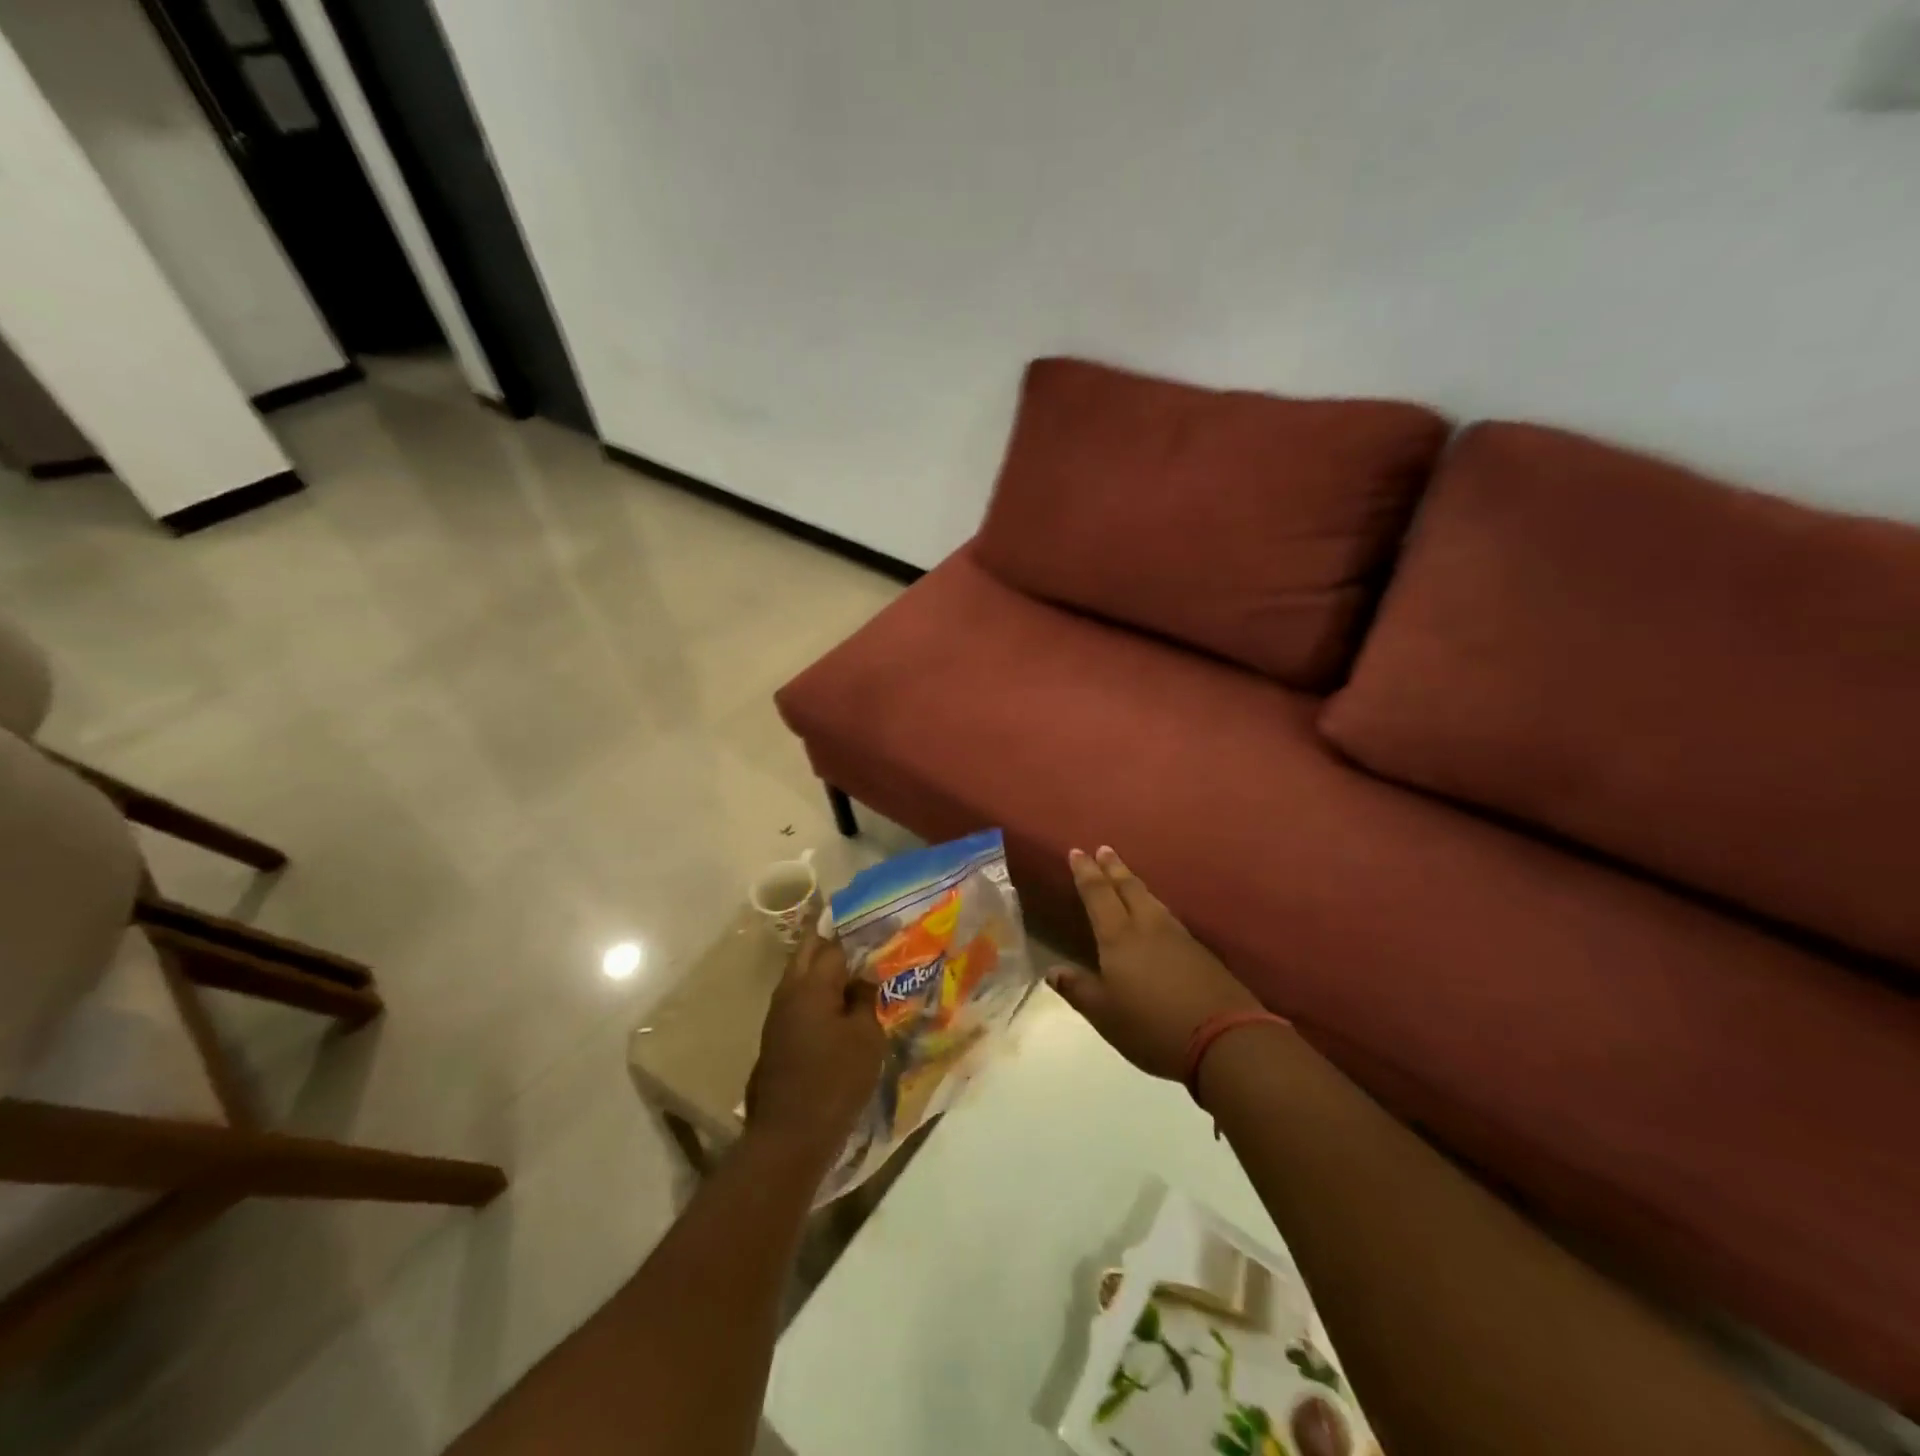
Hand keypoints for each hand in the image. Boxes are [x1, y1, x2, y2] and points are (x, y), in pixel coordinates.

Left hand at [745, 927, 885, 1164]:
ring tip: (857, 974)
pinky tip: (840, 1007)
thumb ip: (865, 999)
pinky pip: (799, 1000)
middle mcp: (788, 991)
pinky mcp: (776, 1037)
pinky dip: (818, 994)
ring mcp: (777, 1015)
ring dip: (825, 970)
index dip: (858, 937)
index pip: (834, 945)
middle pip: (809, 952)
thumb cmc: (835, 1081)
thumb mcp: (866, 1038)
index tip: (881, 933)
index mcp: (811, 985)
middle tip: (865, 945)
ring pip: (801, 975)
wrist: (789, 1137)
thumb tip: (863, 977)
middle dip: (834, 943)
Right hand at [1050, 846, 1260, 1080]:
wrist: (1224, 1039)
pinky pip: (1168, 916)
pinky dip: (1154, 905)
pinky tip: (1156, 913)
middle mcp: (1148, 927)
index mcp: (1119, 937)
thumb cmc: (1152, 1026)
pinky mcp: (1199, 952)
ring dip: (1134, 883)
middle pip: (1128, 888)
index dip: (1085, 873)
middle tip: (1104, 849)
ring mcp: (1178, 937)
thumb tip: (1052, 970)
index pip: (1098, 895)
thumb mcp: (1105, 1015)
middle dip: (1113, 868)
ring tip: (1126, 876)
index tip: (1077, 852)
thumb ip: (1079, 990)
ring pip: (1151, 899)